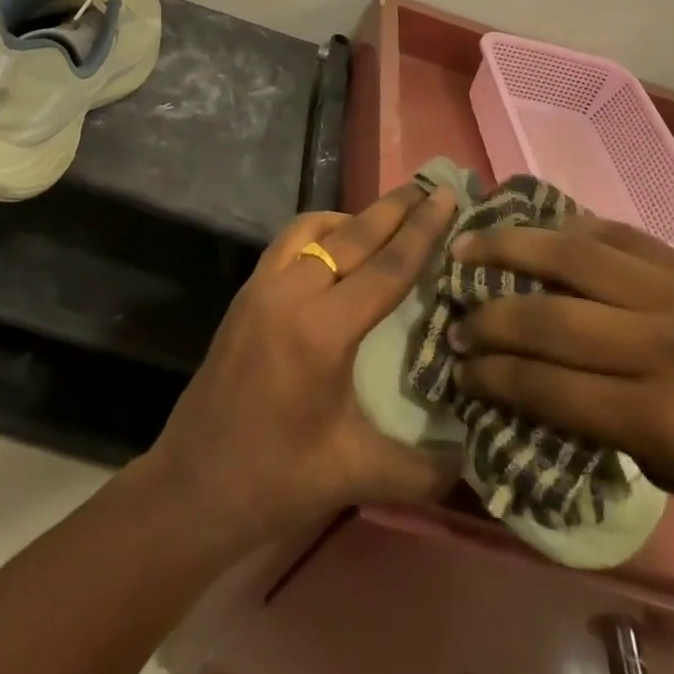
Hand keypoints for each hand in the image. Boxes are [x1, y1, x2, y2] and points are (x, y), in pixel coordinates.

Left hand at [137, 184, 463, 552]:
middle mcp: (289, 294)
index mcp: (321, 331)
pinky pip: (287, 244)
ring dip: (351, 218)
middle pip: (350, 235)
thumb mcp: (358, 475)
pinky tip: (335, 251)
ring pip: (312, 230)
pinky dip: (318, 233)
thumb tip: (482, 457)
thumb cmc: (276, 481)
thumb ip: (427, 468)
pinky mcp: (244, 295)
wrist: (192, 486)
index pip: (385, 267)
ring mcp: (260, 288)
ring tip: (385, 220)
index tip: (446, 196)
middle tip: (427, 187)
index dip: (422, 231)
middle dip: (392, 208)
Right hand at [450, 214, 673, 559]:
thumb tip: (541, 397)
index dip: (491, 379)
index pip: (547, 389)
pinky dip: (567, 230)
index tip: (457, 374)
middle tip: (452, 321)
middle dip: (486, 320)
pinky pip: (616, 236)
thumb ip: (612, 433)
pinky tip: (538, 229)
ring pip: (570, 255)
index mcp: (667, 421)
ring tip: (465, 246)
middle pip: (546, 317)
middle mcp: (662, 345)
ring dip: (507, 248)